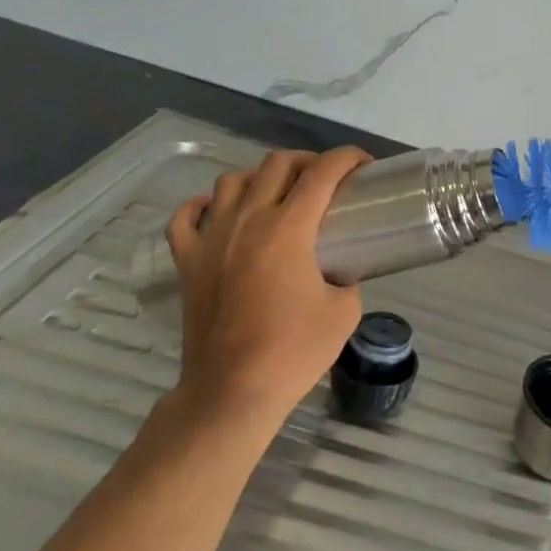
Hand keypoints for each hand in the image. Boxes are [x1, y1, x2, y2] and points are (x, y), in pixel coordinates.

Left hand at [164, 147, 370, 426]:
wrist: (232, 393)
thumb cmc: (293, 352)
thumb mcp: (344, 311)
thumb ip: (346, 277)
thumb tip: (338, 271)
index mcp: (288, 228)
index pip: (323, 172)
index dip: (348, 157)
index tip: (364, 164)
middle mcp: (248, 221)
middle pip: (277, 164)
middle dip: (308, 161)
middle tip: (326, 180)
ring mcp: (212, 239)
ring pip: (231, 181)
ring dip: (259, 177)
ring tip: (276, 194)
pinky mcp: (187, 263)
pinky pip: (185, 218)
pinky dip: (201, 205)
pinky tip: (217, 210)